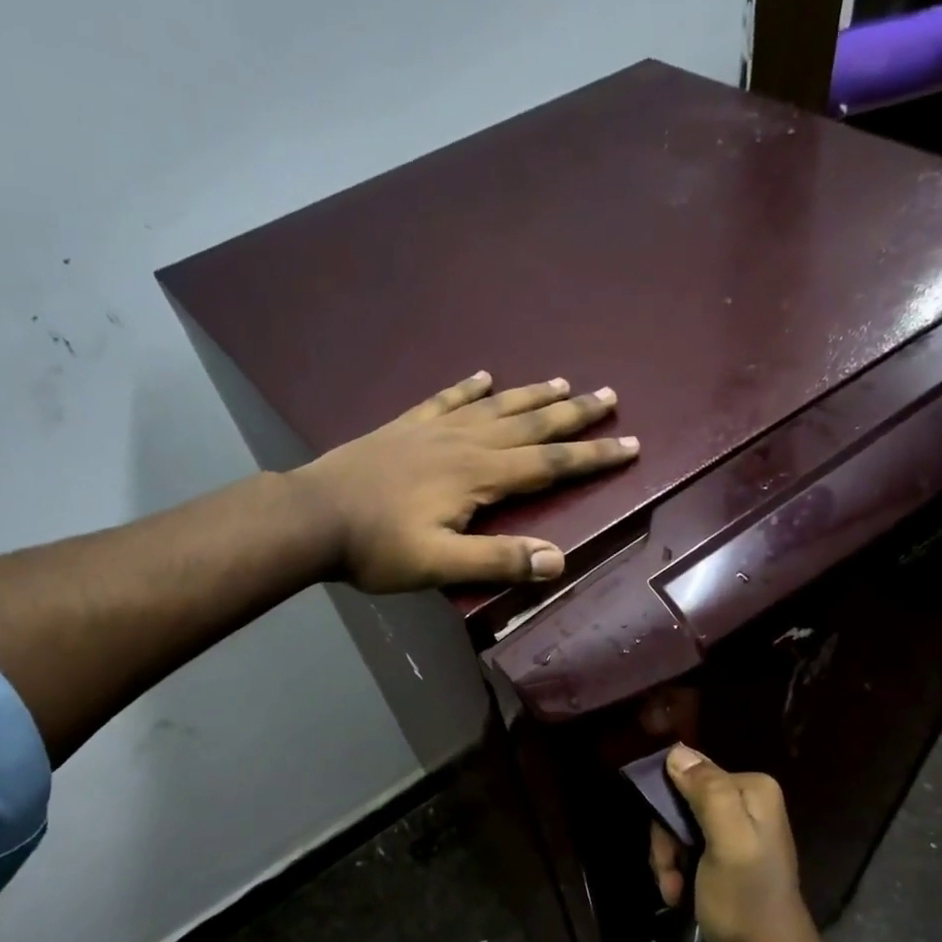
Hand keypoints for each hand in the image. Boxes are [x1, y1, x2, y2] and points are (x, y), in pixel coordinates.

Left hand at [288, 372, 637, 593]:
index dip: (592, 456)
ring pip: (496, 406)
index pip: (550, 463)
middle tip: (610, 396)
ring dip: (533, 394)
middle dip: (575, 414)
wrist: (310, 516)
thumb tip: (558, 560)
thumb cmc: (376, 547)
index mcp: (480, 476)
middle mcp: (465, 443)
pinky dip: (469, 387)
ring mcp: (434, 430)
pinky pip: (446, 399)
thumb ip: (498, 560)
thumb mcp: (439, 565)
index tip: (631, 445)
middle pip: (531, 424)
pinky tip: (484, 375)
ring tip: (564, 381)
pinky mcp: (406, 426)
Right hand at [648, 745, 825, 941]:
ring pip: (677, 825)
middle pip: (680, 801)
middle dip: (666, 841)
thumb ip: (707, 794)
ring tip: (674, 891)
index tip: (669, 851)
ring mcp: (735, 825)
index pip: (688, 775)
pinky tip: (679, 894)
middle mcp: (745, 798)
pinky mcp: (725, 849)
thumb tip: (676, 752)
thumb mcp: (728, 844)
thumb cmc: (746, 902)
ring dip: (668, 860)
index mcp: (752, 787)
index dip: (667, 811)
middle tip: (669, 875)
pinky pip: (686, 844)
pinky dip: (677, 869)